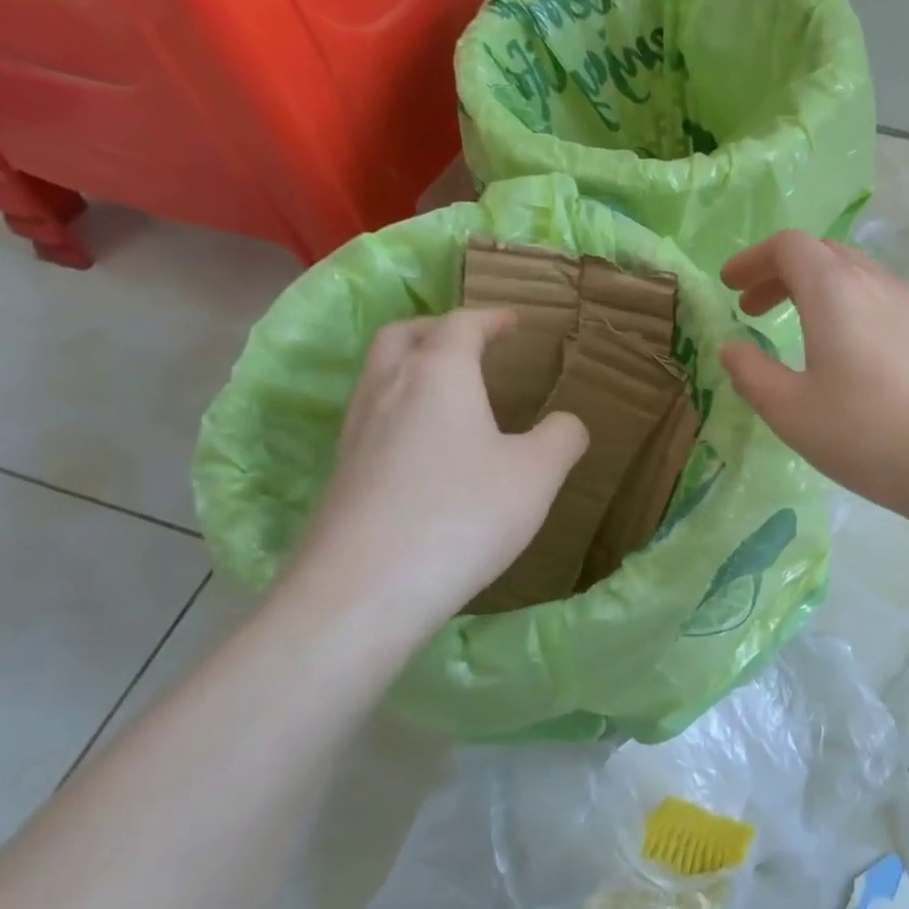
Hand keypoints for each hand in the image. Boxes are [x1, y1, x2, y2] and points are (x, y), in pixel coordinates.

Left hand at [278, 310, 587, 652]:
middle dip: (438, 329)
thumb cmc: (462, 515)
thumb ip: (562, 438)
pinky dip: (401, 410)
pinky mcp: (342, 475)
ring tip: (449, 392)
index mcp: (438, 375)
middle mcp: (387, 391)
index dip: (491, 318)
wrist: (364, 590)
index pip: (461, 326)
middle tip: (470, 342)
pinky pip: (372, 419)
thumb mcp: (537, 475)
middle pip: (403, 337)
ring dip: (412, 368)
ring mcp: (355, 433)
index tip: (513, 320)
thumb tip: (567, 423)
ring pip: (379, 377)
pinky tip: (426, 448)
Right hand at [719, 231, 908, 526]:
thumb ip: (752, 374)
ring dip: (813, 289)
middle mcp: (873, 282)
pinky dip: (842, 305)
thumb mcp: (791, 411)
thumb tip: (732, 349)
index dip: (753, 260)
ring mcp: (907, 305)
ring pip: (852, 274)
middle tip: (752, 309)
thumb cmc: (868, 434)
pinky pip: (874, 297)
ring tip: (791, 326)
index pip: (789, 246)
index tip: (730, 287)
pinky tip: (839, 350)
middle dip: (780, 273)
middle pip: (821, 253)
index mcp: (834, 289)